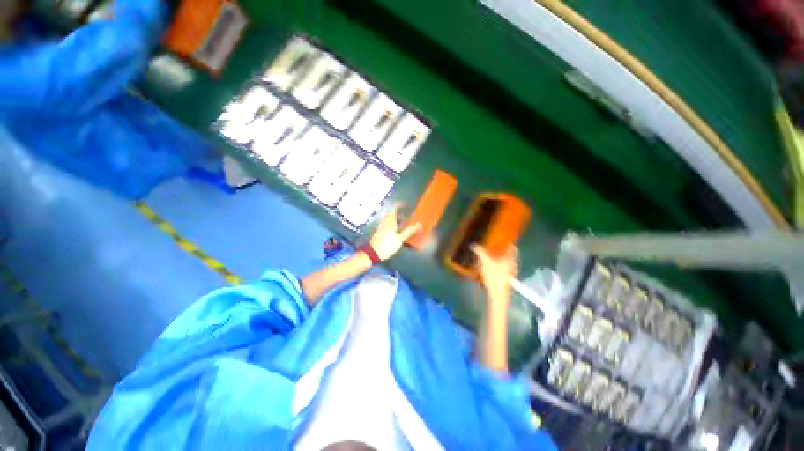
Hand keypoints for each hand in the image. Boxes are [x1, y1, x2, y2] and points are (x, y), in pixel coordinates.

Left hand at [368, 204, 422, 260]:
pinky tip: (397, 232)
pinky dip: (393, 225)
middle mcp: (385, 222)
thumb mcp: (400, 239)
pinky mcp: (379, 232)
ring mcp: (381, 227)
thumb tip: (418, 224)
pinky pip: (387, 225)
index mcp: (390, 221)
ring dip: (396, 220)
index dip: (400, 205)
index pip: (394, 208)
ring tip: (404, 224)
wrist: (373, 253)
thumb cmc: (387, 245)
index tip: (406, 205)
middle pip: (391, 214)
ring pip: (389, 220)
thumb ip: (408, 231)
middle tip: (406, 216)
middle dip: (399, 213)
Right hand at [472, 244, 517, 300]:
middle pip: (509, 255)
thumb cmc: (494, 276)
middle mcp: (513, 265)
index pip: (513, 248)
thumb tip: (473, 244)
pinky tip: (490, 267)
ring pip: (506, 262)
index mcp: (510, 259)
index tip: (501, 240)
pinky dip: (498, 265)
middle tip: (493, 247)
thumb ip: (480, 252)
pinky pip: (504, 268)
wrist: (498, 294)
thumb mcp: (485, 262)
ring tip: (490, 256)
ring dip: (499, 258)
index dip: (508, 243)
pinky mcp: (507, 279)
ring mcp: (511, 273)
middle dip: (502, 251)